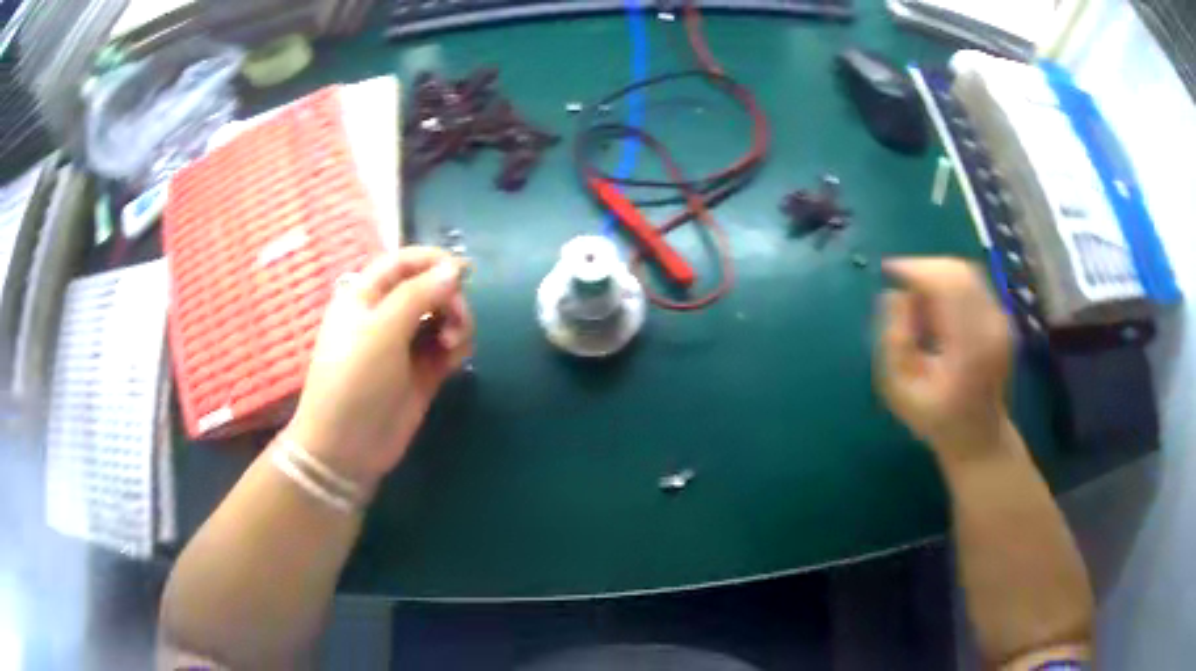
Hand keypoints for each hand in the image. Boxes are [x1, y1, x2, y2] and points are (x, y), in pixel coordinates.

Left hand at [285, 247, 473, 492]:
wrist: (347, 445)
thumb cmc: (354, 379)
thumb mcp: (381, 329)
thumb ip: (419, 294)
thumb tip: (455, 270)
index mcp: (366, 295)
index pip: (404, 262)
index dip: (434, 260)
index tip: (465, 271)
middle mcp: (386, 314)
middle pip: (429, 287)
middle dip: (449, 297)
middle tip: (458, 320)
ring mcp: (405, 344)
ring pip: (443, 316)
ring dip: (456, 322)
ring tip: (453, 345)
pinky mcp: (423, 371)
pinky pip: (448, 345)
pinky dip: (457, 345)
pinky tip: (455, 358)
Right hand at [876, 258, 1011, 459]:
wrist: (979, 437)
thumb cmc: (936, 420)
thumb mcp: (899, 392)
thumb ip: (893, 343)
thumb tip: (894, 296)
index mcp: (969, 346)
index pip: (946, 285)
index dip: (915, 269)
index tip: (888, 270)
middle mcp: (991, 326)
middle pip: (958, 271)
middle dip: (924, 268)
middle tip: (899, 282)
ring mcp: (1001, 321)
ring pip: (966, 272)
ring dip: (936, 275)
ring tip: (916, 299)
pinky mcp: (1002, 318)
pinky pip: (973, 283)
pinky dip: (949, 284)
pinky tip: (936, 308)